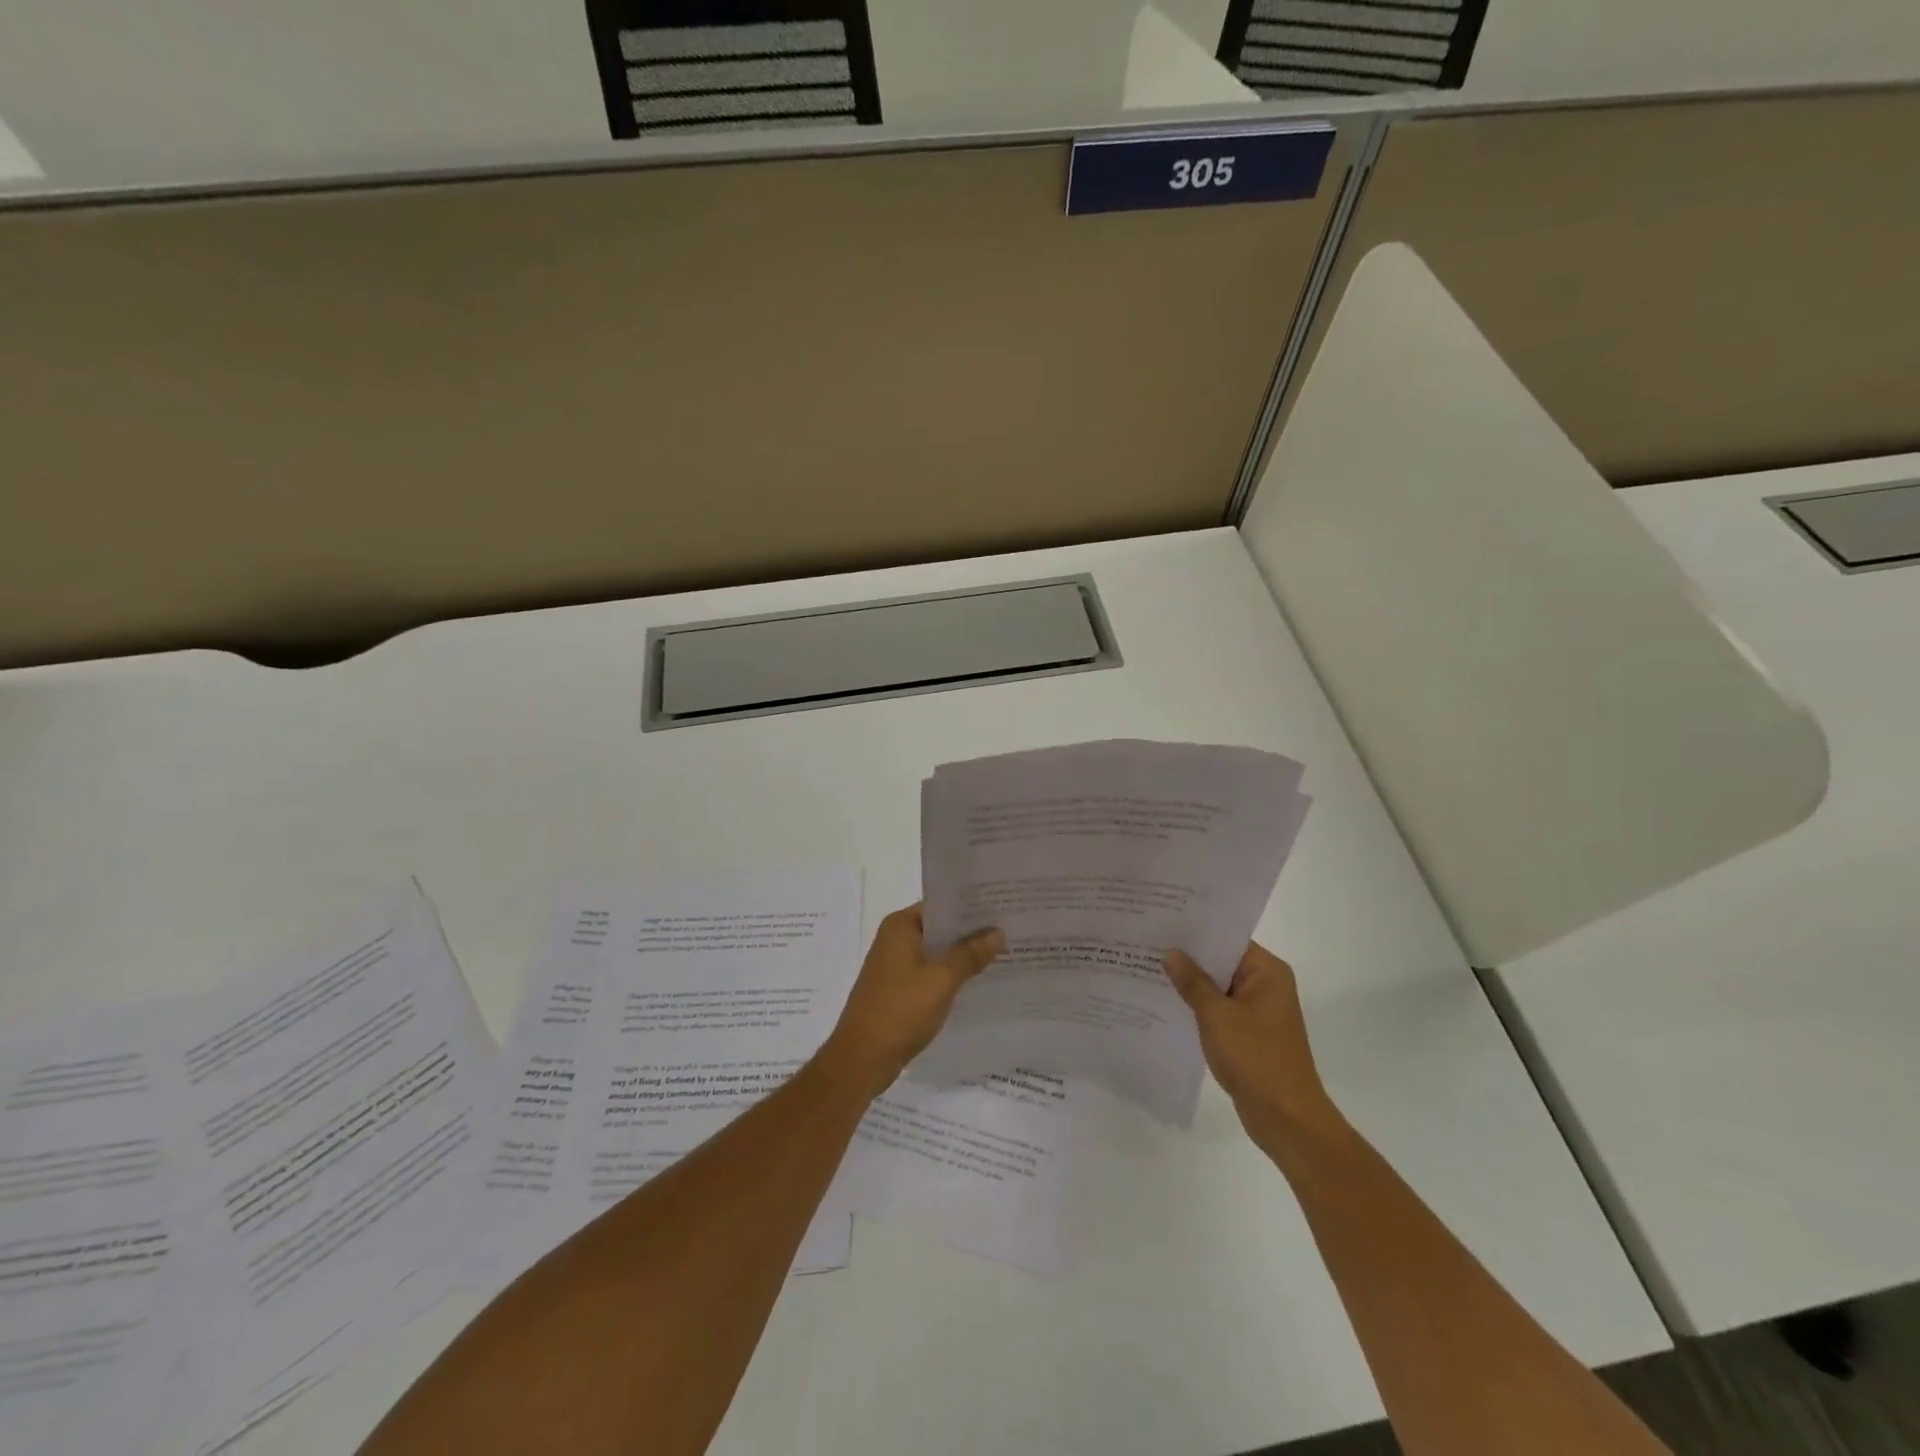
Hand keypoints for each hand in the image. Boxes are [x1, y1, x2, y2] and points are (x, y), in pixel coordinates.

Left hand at [820, 905, 1003, 1099]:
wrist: (861, 1059)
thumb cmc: (900, 1010)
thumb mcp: (941, 980)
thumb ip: (969, 954)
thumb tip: (997, 932)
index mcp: (900, 926)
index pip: (941, 905)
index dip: (971, 906)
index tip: (1002, 906)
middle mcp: (895, 939)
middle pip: (940, 928)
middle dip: (971, 932)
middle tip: (1011, 929)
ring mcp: (895, 965)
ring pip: (937, 952)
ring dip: (963, 955)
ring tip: (1003, 953)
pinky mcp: (899, 989)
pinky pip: (931, 973)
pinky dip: (951, 975)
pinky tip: (978, 982)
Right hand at [1164, 941, 1339, 1152]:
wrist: (1286, 1119)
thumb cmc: (1256, 1058)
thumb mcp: (1217, 1015)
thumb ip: (1193, 982)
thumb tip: (1171, 952)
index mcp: (1267, 972)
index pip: (1227, 939)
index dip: (1195, 931)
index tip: (1162, 922)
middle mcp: (1266, 985)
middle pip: (1222, 961)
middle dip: (1188, 957)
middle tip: (1147, 943)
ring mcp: (1258, 1011)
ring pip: (1218, 987)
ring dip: (1190, 983)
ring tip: (1148, 968)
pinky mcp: (1249, 1034)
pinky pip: (1219, 1009)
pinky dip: (1198, 1006)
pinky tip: (1166, 1002)